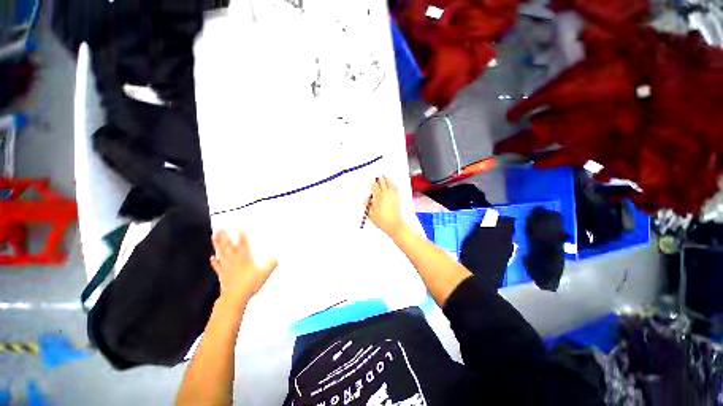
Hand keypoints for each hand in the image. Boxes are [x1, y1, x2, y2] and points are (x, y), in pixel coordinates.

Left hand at [210, 230, 277, 302]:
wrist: (235, 297)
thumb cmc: (250, 284)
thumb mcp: (265, 273)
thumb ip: (271, 264)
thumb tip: (277, 257)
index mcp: (244, 258)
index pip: (243, 243)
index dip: (241, 235)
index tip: (239, 227)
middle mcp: (234, 259)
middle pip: (228, 245)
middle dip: (224, 236)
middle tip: (220, 228)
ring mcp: (227, 266)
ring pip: (221, 252)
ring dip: (217, 244)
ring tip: (214, 236)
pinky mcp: (222, 274)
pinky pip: (217, 266)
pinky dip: (214, 261)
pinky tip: (212, 258)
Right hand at [366, 177, 404, 236]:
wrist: (394, 225)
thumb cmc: (382, 221)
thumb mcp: (370, 214)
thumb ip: (367, 205)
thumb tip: (366, 199)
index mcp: (378, 197)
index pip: (374, 186)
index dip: (372, 184)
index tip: (371, 184)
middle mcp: (386, 194)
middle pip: (382, 182)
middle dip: (378, 179)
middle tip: (377, 179)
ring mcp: (393, 195)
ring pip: (390, 183)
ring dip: (386, 180)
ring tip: (384, 178)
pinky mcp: (397, 198)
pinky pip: (395, 187)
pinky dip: (393, 184)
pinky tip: (392, 184)